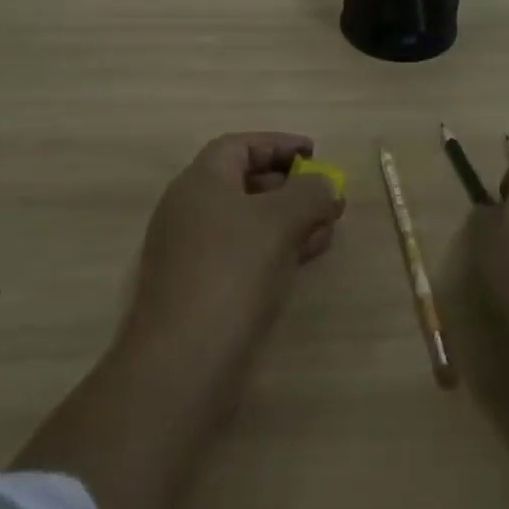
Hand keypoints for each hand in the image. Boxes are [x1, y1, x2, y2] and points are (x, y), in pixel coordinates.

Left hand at [124, 131, 344, 368]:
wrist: (182, 364)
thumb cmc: (233, 271)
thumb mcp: (282, 219)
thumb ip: (310, 192)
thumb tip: (326, 187)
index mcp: (201, 180)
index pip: (241, 146)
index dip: (280, 144)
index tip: (315, 155)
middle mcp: (189, 209)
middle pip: (244, 182)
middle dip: (289, 186)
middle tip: (325, 195)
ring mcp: (190, 252)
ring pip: (247, 221)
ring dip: (288, 220)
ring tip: (326, 230)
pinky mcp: (197, 290)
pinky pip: (242, 253)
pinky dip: (274, 248)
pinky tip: (303, 260)